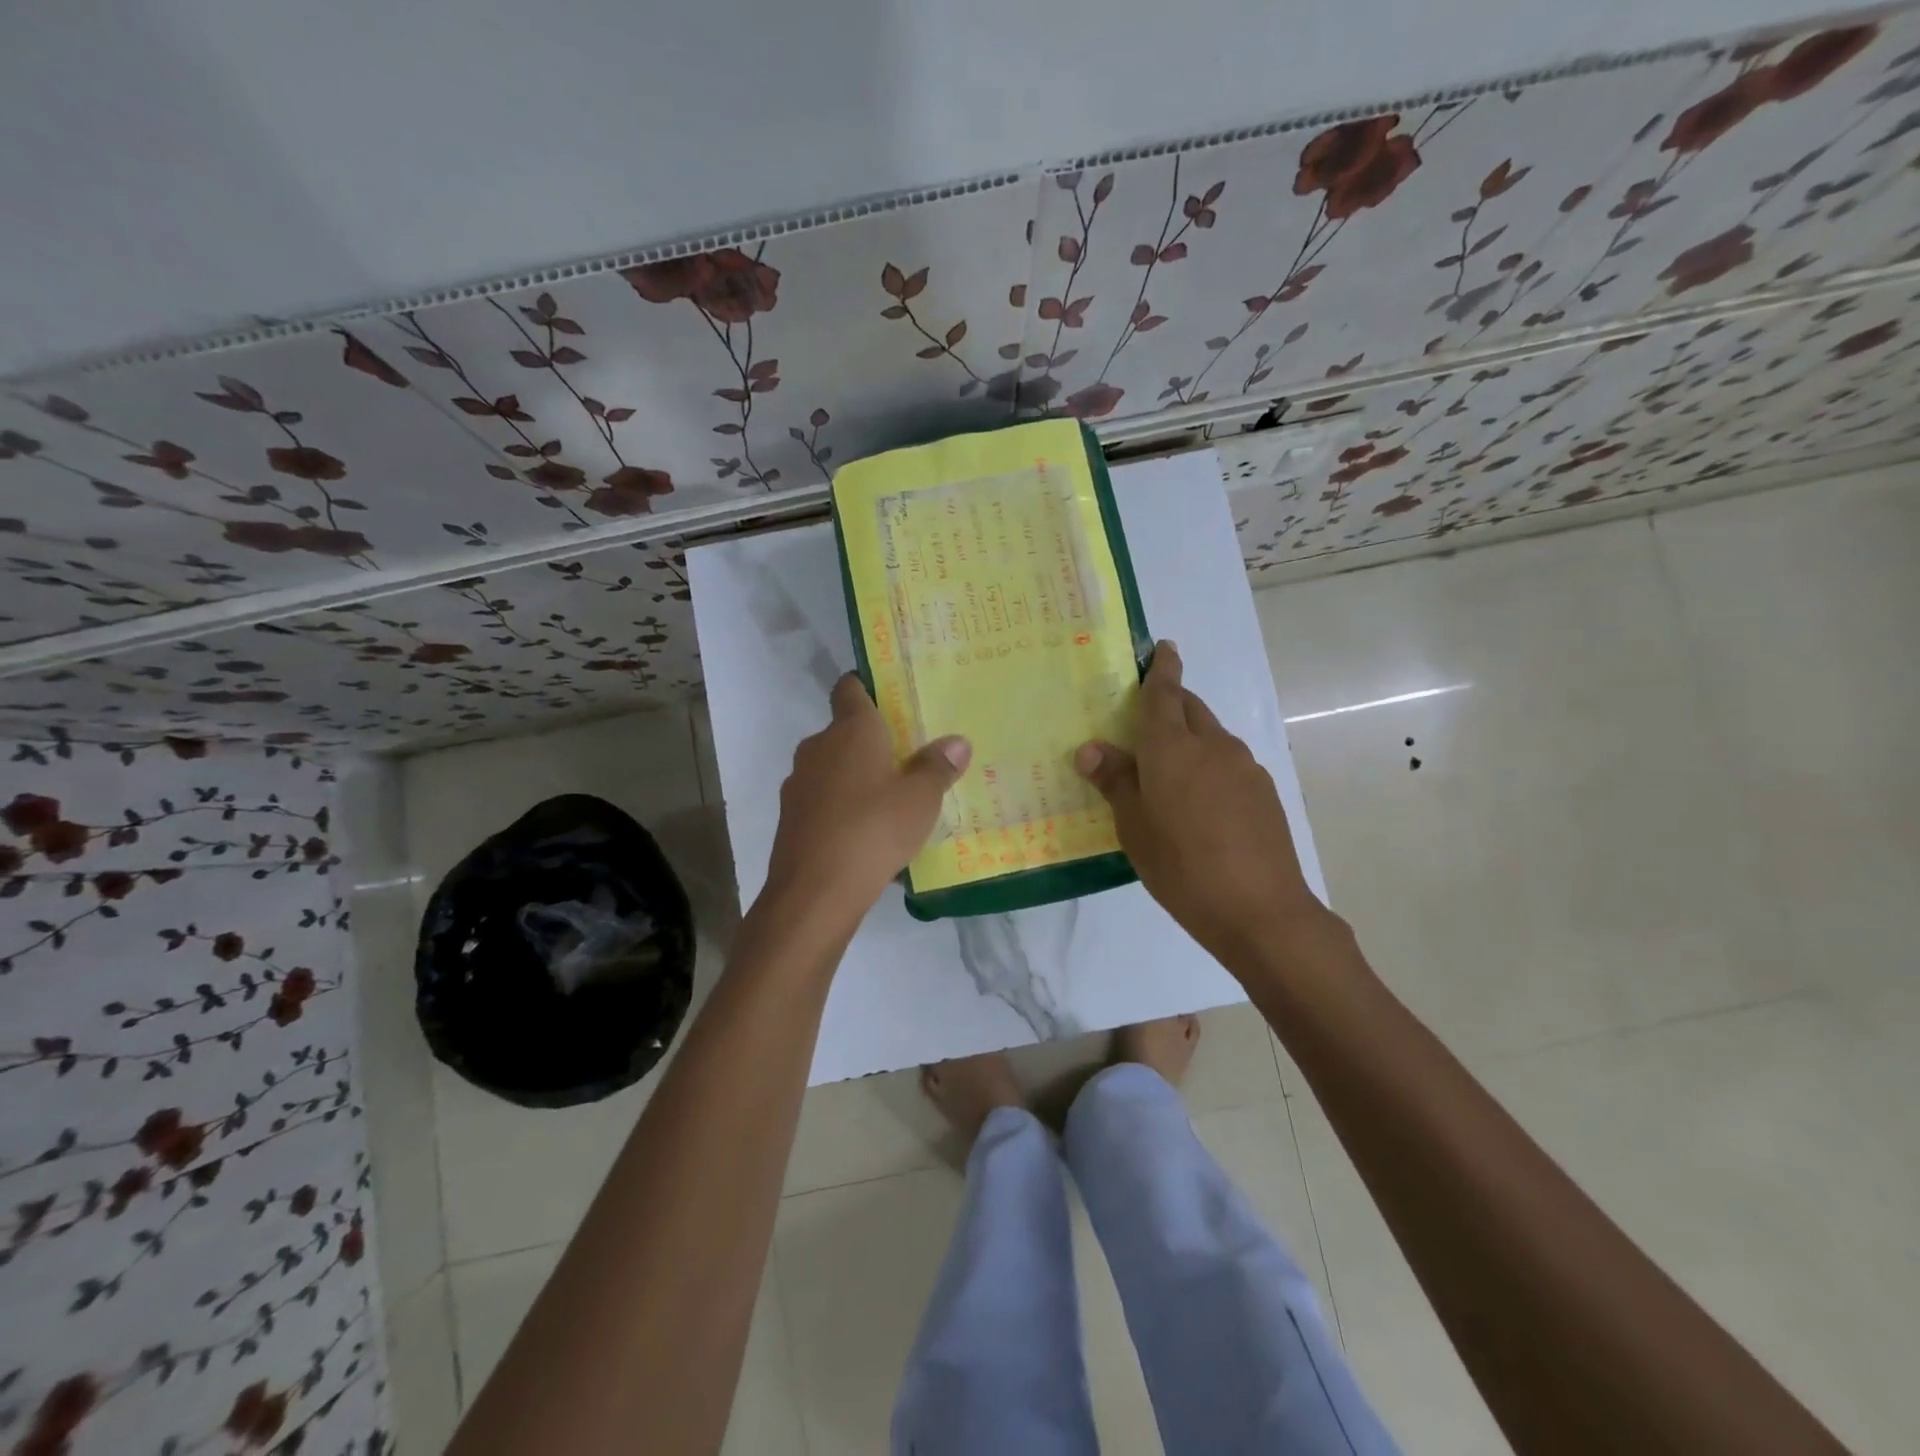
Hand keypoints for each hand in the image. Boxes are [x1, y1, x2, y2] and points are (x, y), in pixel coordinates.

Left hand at [763, 674, 971, 927]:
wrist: (814, 892)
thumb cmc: (874, 829)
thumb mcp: (921, 799)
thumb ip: (937, 767)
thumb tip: (956, 742)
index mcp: (850, 730)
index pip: (850, 688)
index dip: (867, 686)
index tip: (889, 697)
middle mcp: (818, 747)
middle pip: (844, 732)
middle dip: (871, 742)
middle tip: (906, 759)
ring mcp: (799, 783)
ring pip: (832, 768)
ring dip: (856, 778)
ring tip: (890, 801)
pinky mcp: (791, 818)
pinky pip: (823, 801)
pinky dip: (841, 808)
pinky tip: (866, 834)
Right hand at [1076, 642, 1324, 963]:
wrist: (1260, 909)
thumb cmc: (1182, 867)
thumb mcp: (1134, 827)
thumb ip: (1115, 781)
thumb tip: (1092, 748)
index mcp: (1172, 747)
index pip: (1164, 693)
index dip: (1162, 668)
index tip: (1164, 648)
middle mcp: (1212, 744)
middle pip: (1190, 708)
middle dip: (1171, 702)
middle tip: (1145, 720)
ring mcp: (1244, 767)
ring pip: (1211, 735)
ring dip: (1190, 737)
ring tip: (1168, 771)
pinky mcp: (1263, 791)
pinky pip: (1228, 762)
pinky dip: (1209, 765)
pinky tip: (1200, 803)